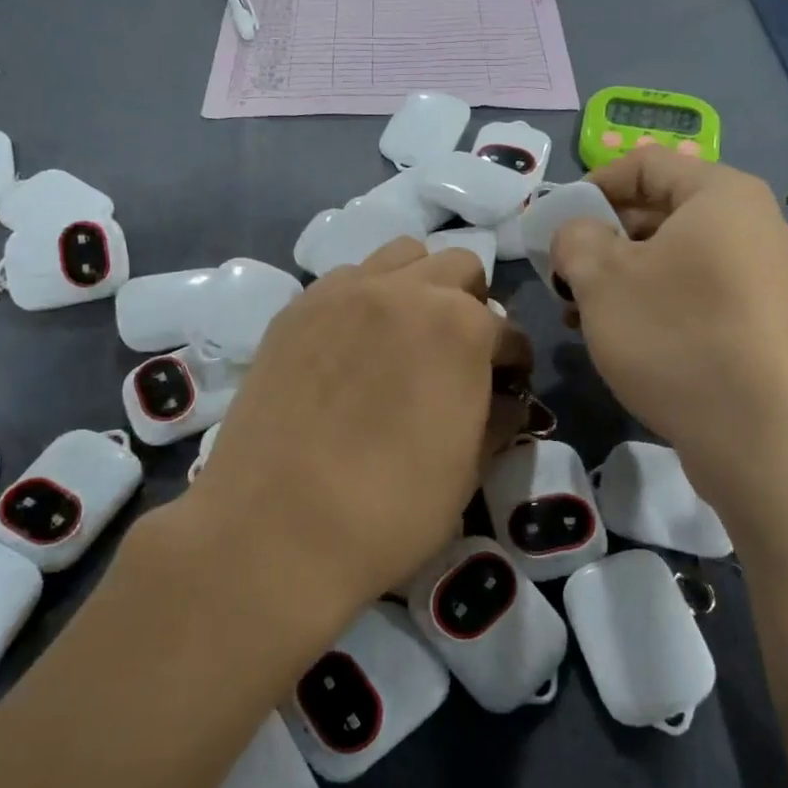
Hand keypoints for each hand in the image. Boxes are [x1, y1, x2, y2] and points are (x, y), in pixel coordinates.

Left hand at [185, 239, 529, 629]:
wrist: (275, 529)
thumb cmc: (390, 509)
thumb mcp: (467, 470)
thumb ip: (497, 419)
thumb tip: (505, 400)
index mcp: (461, 326)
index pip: (508, 331)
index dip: (513, 363)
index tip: (506, 387)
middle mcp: (405, 290)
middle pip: (457, 269)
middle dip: (471, 305)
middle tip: (459, 355)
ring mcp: (343, 292)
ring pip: (399, 257)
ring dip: (418, 287)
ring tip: (406, 337)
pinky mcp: (295, 309)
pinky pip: (345, 281)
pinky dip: (365, 299)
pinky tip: (354, 347)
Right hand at [549, 150, 787, 488]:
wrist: (762, 439)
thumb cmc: (675, 338)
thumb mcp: (601, 279)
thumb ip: (574, 238)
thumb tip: (578, 234)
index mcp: (723, 195)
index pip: (645, 164)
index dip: (591, 187)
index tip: (556, 226)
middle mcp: (758, 225)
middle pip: (664, 212)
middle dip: (605, 241)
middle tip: (566, 279)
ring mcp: (772, 278)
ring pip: (681, 259)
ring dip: (627, 279)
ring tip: (586, 317)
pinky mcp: (772, 325)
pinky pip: (705, 294)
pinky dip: (661, 305)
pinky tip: (630, 342)